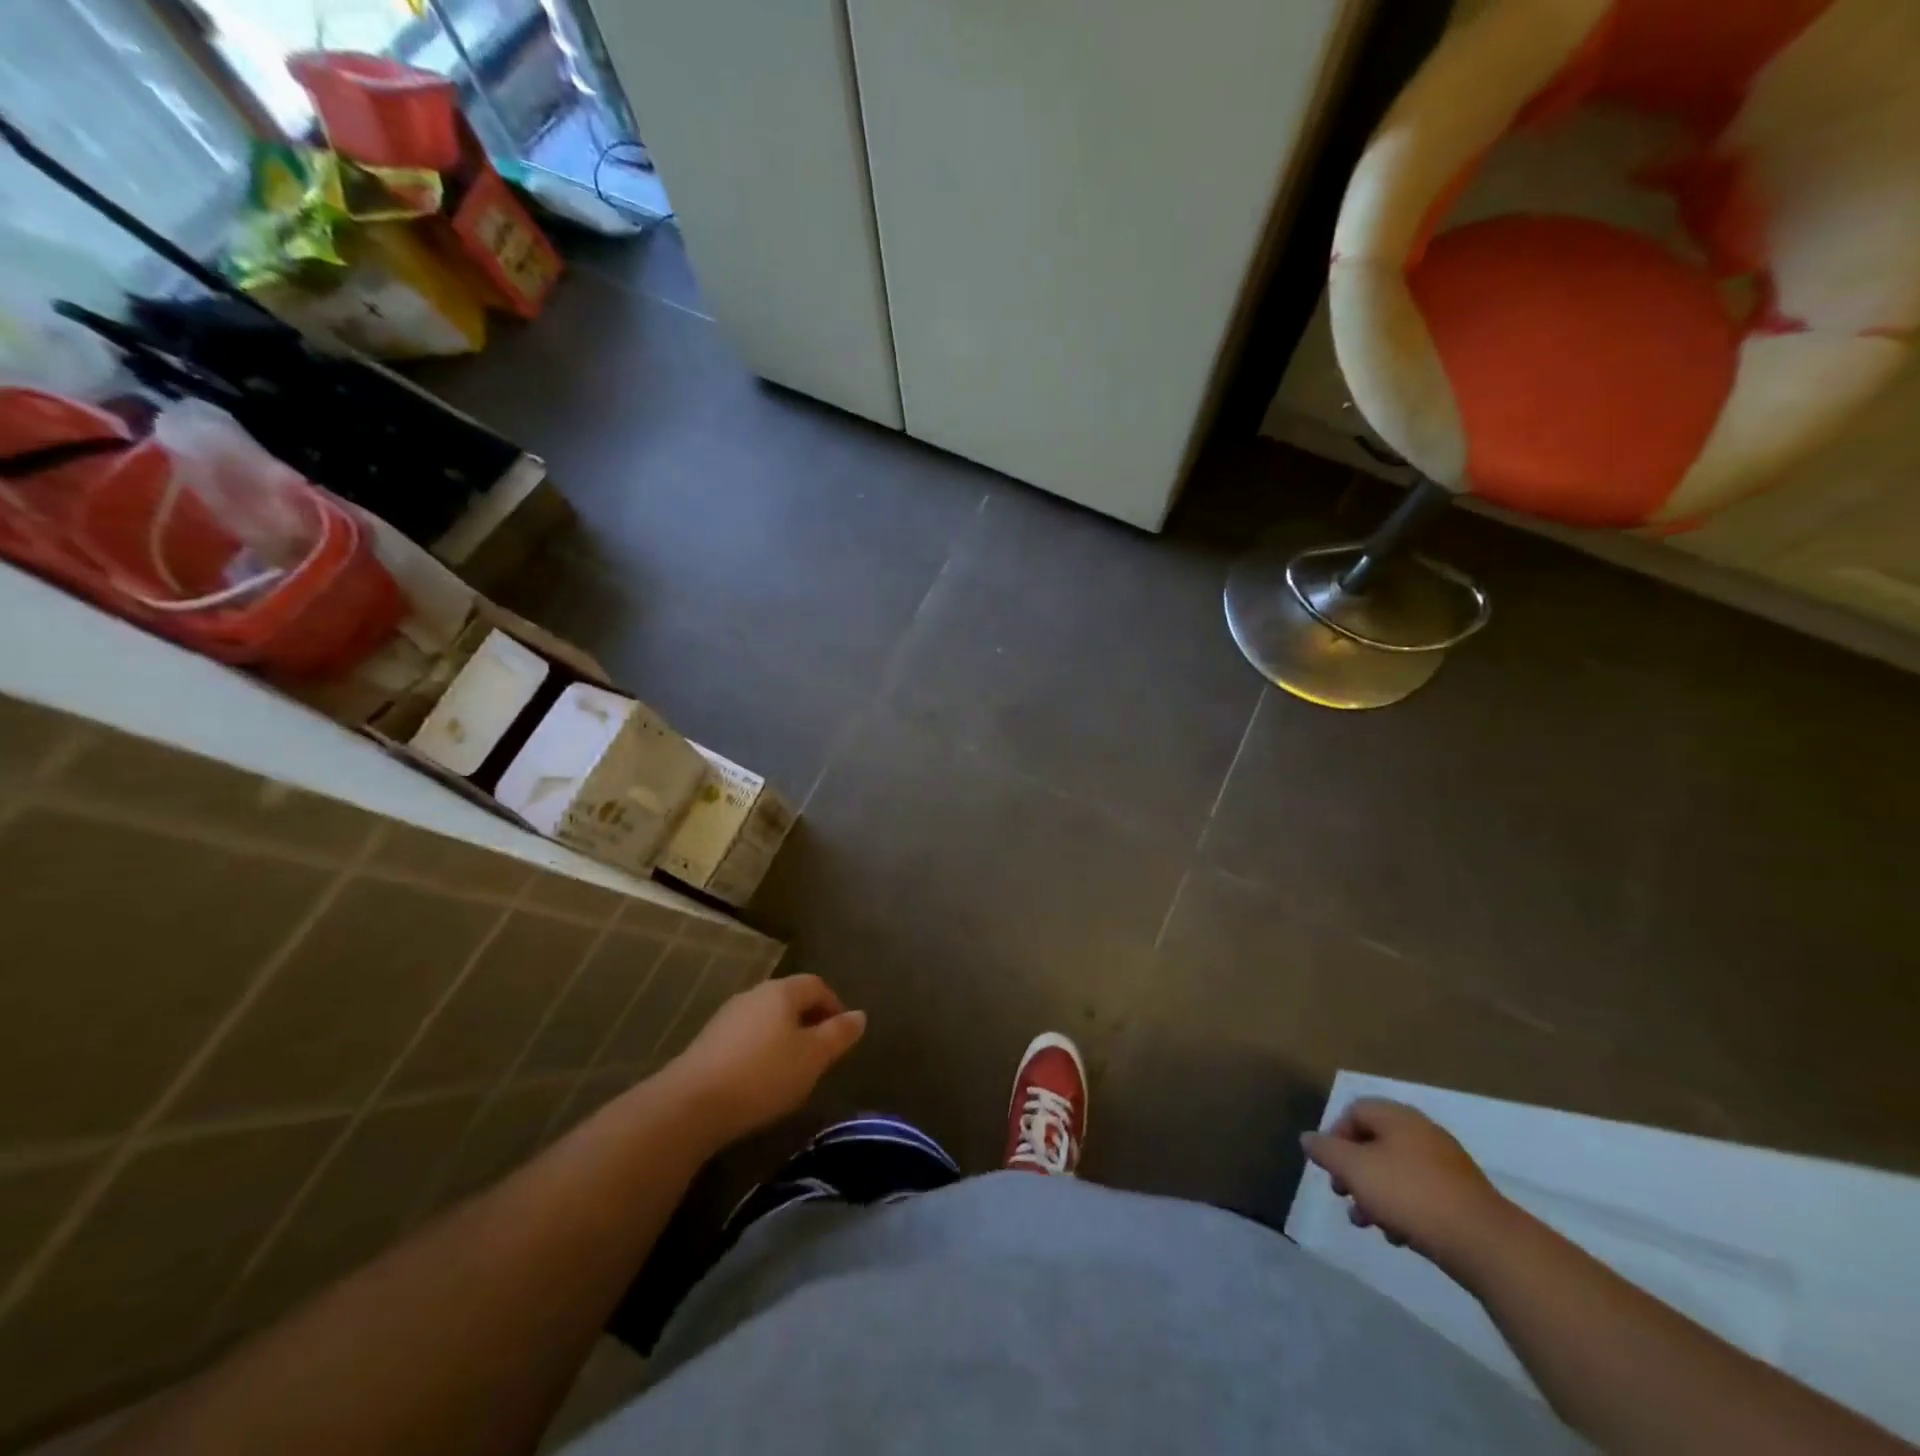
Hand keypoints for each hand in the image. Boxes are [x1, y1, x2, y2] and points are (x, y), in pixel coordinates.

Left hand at [662, 975, 866, 1145]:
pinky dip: (761, 1050)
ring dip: (784, 1037)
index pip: (817, 985)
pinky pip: (747, 1037)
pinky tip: (760, 1079)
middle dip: (809, 1021)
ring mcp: (727, 1016)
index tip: (842, 1036)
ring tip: (793, 1070)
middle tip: (821, 1054)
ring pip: (767, 1019)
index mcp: (782, 991)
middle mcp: (754, 994)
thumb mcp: (813, 1057)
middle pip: (790, 999)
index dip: (834, 1005)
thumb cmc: (764, 1075)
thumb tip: (860, 1015)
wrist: (691, 1104)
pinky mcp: (708, 1042)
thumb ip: (839, 1034)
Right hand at [1300, 1098, 1510, 1274]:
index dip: (1334, 1135)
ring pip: (1395, 1171)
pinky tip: (1398, 1235)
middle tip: (1342, 1194)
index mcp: (1397, 1117)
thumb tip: (1307, 1138)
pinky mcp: (1462, 1197)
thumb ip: (1326, 1151)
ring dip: (1374, 1193)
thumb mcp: (1355, 1169)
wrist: (1486, 1244)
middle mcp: (1422, 1133)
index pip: (1354, 1111)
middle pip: (1374, 1143)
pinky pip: (1420, 1193)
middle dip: (1353, 1170)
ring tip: (1366, 1222)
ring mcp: (1446, 1165)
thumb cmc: (1410, 1194)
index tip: (1329, 1166)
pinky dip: (1402, 1208)